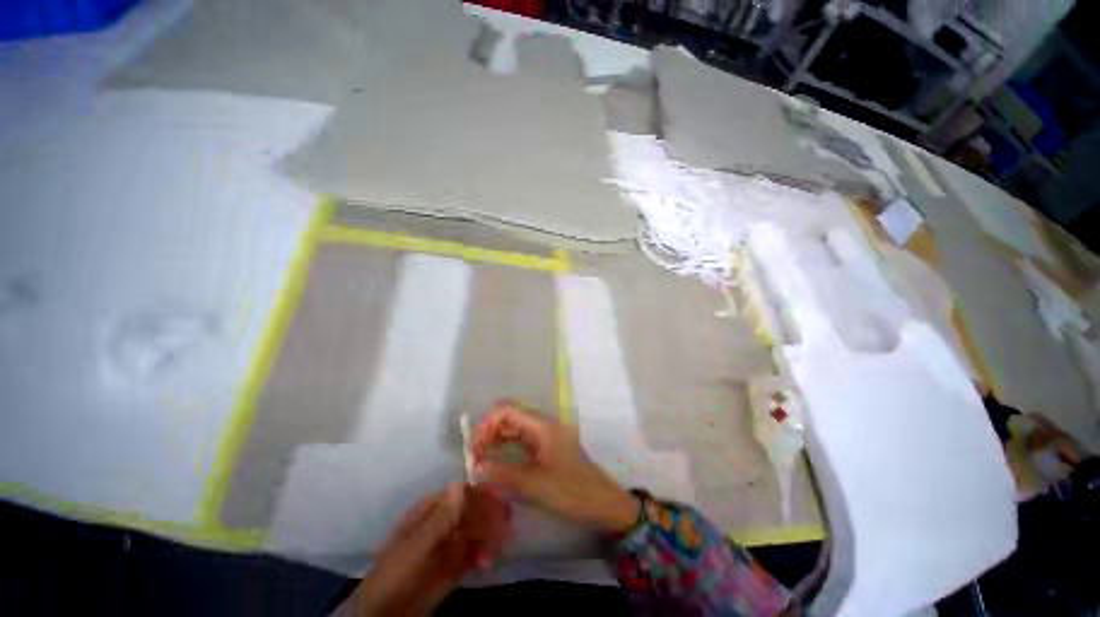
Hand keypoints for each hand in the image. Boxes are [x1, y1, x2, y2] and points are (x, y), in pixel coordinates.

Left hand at [338, 484, 509, 616]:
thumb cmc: (393, 577)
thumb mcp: (415, 549)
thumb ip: (439, 519)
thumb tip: (458, 482)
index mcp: (430, 510)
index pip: (461, 494)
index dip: (480, 495)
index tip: (499, 502)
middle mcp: (442, 522)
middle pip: (472, 512)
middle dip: (488, 519)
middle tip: (503, 531)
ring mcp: (449, 544)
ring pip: (476, 532)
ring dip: (488, 539)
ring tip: (491, 556)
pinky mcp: (453, 566)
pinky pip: (474, 553)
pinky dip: (483, 555)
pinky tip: (487, 564)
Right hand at [471, 400, 638, 532]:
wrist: (603, 503)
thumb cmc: (572, 491)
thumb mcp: (535, 484)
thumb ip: (503, 474)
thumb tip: (476, 469)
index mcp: (542, 425)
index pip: (508, 410)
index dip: (487, 424)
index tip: (475, 447)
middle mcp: (543, 425)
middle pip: (510, 417)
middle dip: (490, 432)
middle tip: (475, 456)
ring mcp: (546, 436)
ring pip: (515, 429)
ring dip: (497, 440)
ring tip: (481, 460)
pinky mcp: (547, 449)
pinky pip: (522, 442)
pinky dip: (507, 449)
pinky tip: (497, 463)